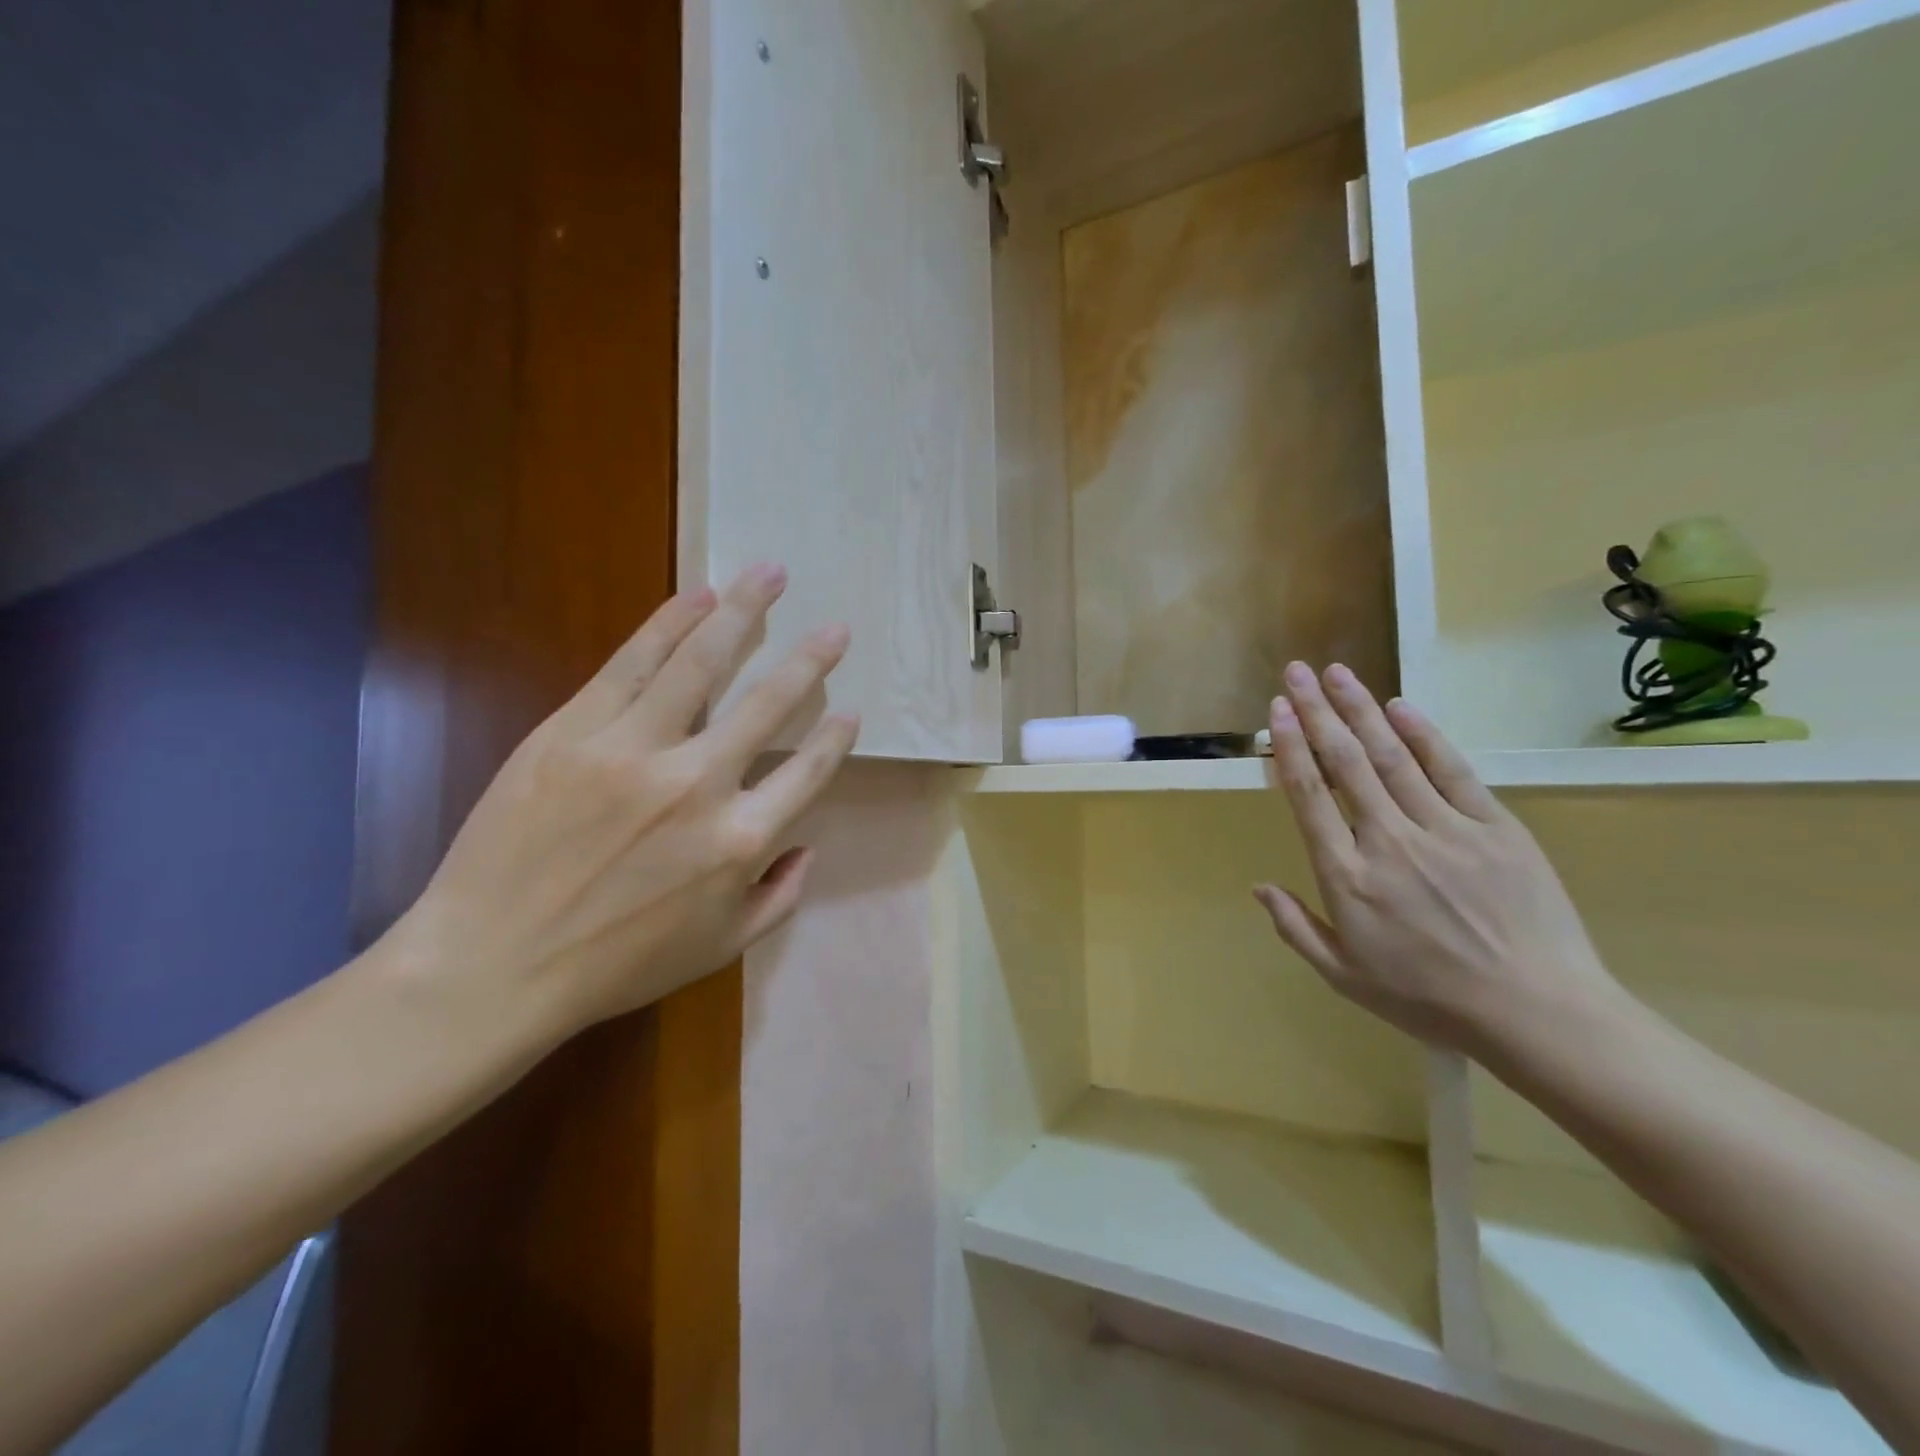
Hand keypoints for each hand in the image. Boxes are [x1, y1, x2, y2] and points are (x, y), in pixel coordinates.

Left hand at [392, 563, 857, 1044]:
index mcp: (740, 841)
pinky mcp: (575, 731)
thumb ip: (779, 898)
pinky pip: (632, 663)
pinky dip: (669, 624)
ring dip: (743, 613)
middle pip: (768, 703)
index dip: (834, 739)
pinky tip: (698, 596)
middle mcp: (699, 784)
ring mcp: (634, 750)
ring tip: (769, 574)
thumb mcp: (719, 949)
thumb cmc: (614, 965)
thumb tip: (810, 847)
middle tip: (835, 629)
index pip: (807, 772)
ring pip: (701, 664)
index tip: (852, 711)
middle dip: (810, 660)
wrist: (492, 966)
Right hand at [1255, 662, 1624, 1058]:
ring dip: (1361, 709)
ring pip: (1392, 756)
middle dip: (1317, 711)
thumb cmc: (1431, 999)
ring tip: (1337, 673)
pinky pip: (1452, 770)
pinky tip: (1400, 707)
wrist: (1538, 1013)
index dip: (1290, 746)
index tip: (1278, 710)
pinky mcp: (1495, 827)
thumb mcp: (1346, 977)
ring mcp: (1445, 829)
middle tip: (1298, 671)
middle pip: (1344, 762)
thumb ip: (1296, 928)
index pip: (1309, 795)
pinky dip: (1424, 735)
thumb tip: (1259, 887)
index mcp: (1348, 876)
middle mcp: (1388, 840)